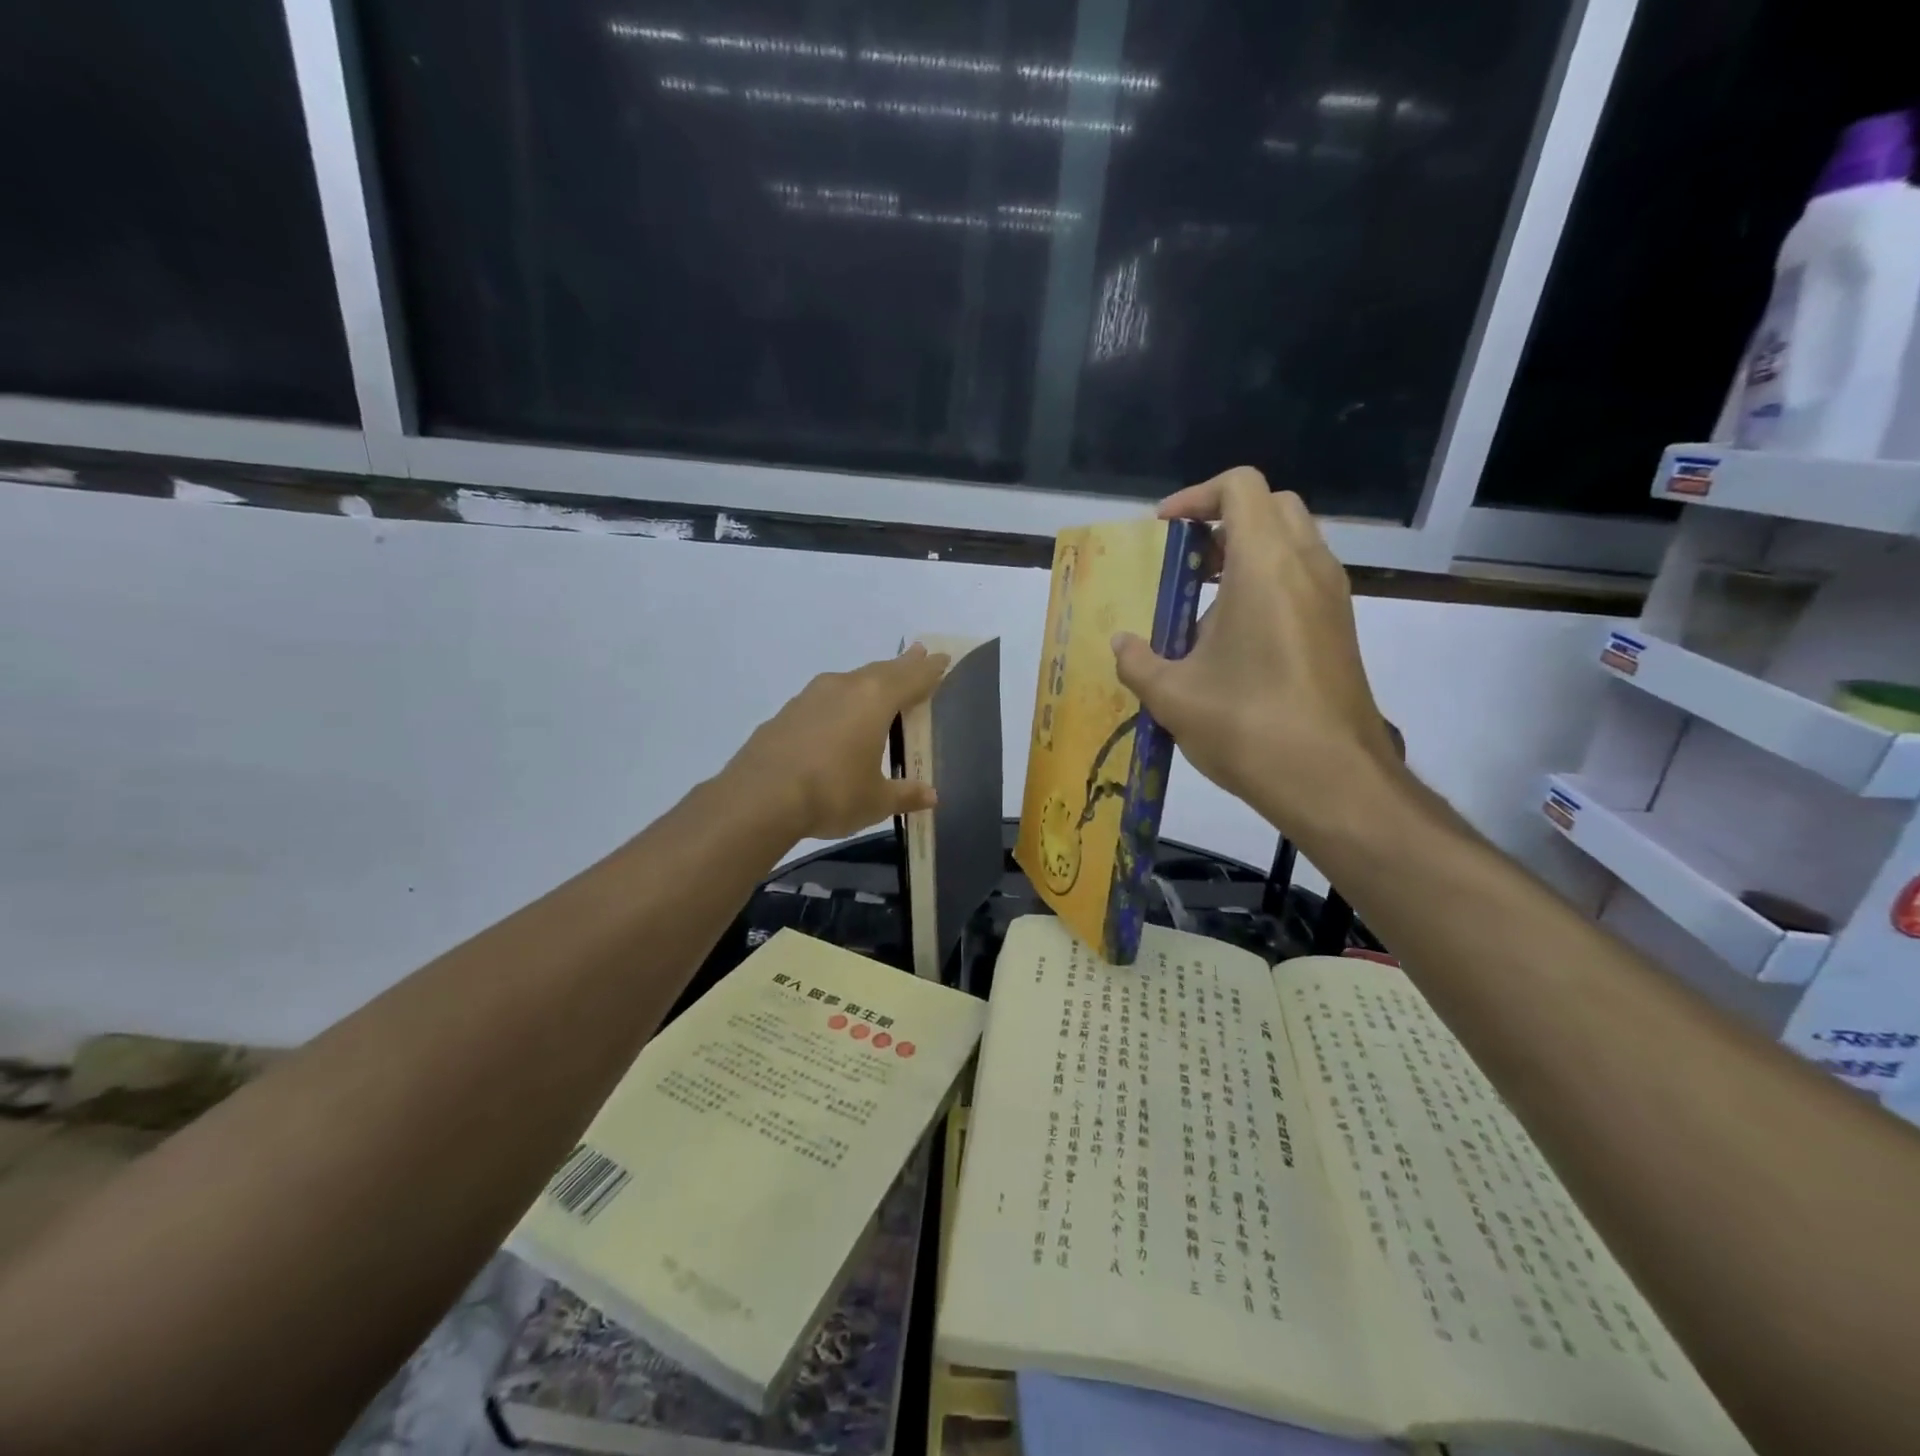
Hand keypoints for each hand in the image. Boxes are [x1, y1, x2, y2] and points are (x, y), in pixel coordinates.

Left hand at [728, 645, 949, 840]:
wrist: (759, 798)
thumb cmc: (832, 794)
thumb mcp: (876, 800)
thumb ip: (905, 794)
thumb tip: (930, 796)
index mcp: (874, 700)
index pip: (912, 678)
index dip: (930, 670)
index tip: (942, 658)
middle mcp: (844, 687)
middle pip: (881, 671)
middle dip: (902, 665)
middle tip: (919, 654)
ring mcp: (811, 697)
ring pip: (850, 681)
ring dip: (869, 680)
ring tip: (880, 683)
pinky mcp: (787, 713)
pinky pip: (825, 698)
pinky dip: (841, 701)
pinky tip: (838, 717)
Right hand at [1112, 467, 1401, 847]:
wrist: (1333, 780)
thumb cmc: (1248, 726)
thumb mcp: (1172, 696)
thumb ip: (1136, 661)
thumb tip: (1121, 644)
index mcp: (1265, 565)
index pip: (1240, 486)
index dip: (1195, 496)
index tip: (1163, 531)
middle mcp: (1307, 566)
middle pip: (1271, 505)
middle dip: (1223, 519)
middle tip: (1186, 560)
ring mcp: (1332, 597)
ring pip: (1292, 541)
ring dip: (1247, 552)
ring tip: (1203, 601)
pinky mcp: (1340, 628)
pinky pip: (1303, 577)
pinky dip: (1267, 582)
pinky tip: (1234, 638)